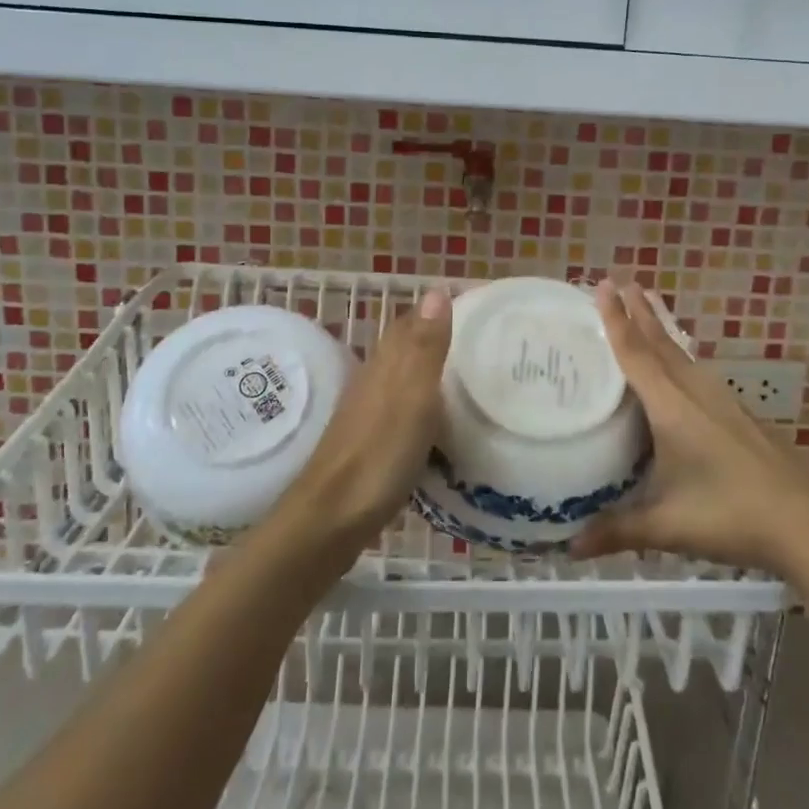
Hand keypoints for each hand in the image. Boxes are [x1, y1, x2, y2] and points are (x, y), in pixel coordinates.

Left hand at [274, 288, 451, 551]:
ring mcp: (367, 415)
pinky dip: (421, 406)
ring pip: (401, 380)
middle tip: (477, 342)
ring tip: (465, 377)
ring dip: (427, 373)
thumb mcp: (413, 398)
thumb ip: (425, 348)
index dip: (435, 312)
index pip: (410, 324)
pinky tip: (436, 421)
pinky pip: (400, 411)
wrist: (331, 518)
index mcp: (385, 366)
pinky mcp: (368, 444)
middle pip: (404, 350)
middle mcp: (373, 382)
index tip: (472, 308)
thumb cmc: (379, 455)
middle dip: (434, 339)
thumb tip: (436, 290)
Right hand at [570, 280, 808, 572]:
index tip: (604, 285)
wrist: (808, 523)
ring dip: (660, 330)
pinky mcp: (739, 415)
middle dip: (639, 312)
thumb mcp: (667, 526)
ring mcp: (723, 402)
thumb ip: (617, 531)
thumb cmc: (731, 515)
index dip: (616, 320)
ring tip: (645, 311)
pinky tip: (681, 369)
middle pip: (661, 343)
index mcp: (672, 408)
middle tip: (620, 281)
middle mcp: (696, 393)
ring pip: (682, 355)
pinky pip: (698, 372)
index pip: (636, 354)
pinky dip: (679, 357)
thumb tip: (569, 547)